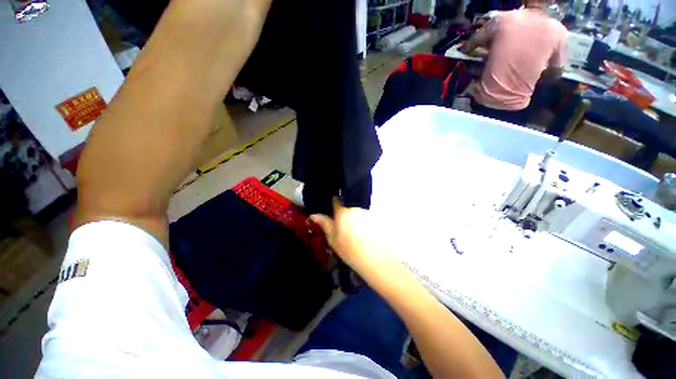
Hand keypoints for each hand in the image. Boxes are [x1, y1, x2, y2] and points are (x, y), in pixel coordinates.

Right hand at [310, 198, 393, 276]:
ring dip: (358, 222)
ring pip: (359, 215)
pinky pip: (369, 219)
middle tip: (347, 232)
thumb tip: (314, 215)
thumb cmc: (351, 251)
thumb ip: (325, 225)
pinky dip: (367, 226)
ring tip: (360, 238)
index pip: (336, 202)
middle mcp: (355, 209)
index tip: (333, 207)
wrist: (379, 258)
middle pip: (349, 210)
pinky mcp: (378, 218)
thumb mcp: (334, 241)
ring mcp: (368, 213)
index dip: (334, 203)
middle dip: (347, 218)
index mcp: (342, 213)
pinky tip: (369, 237)